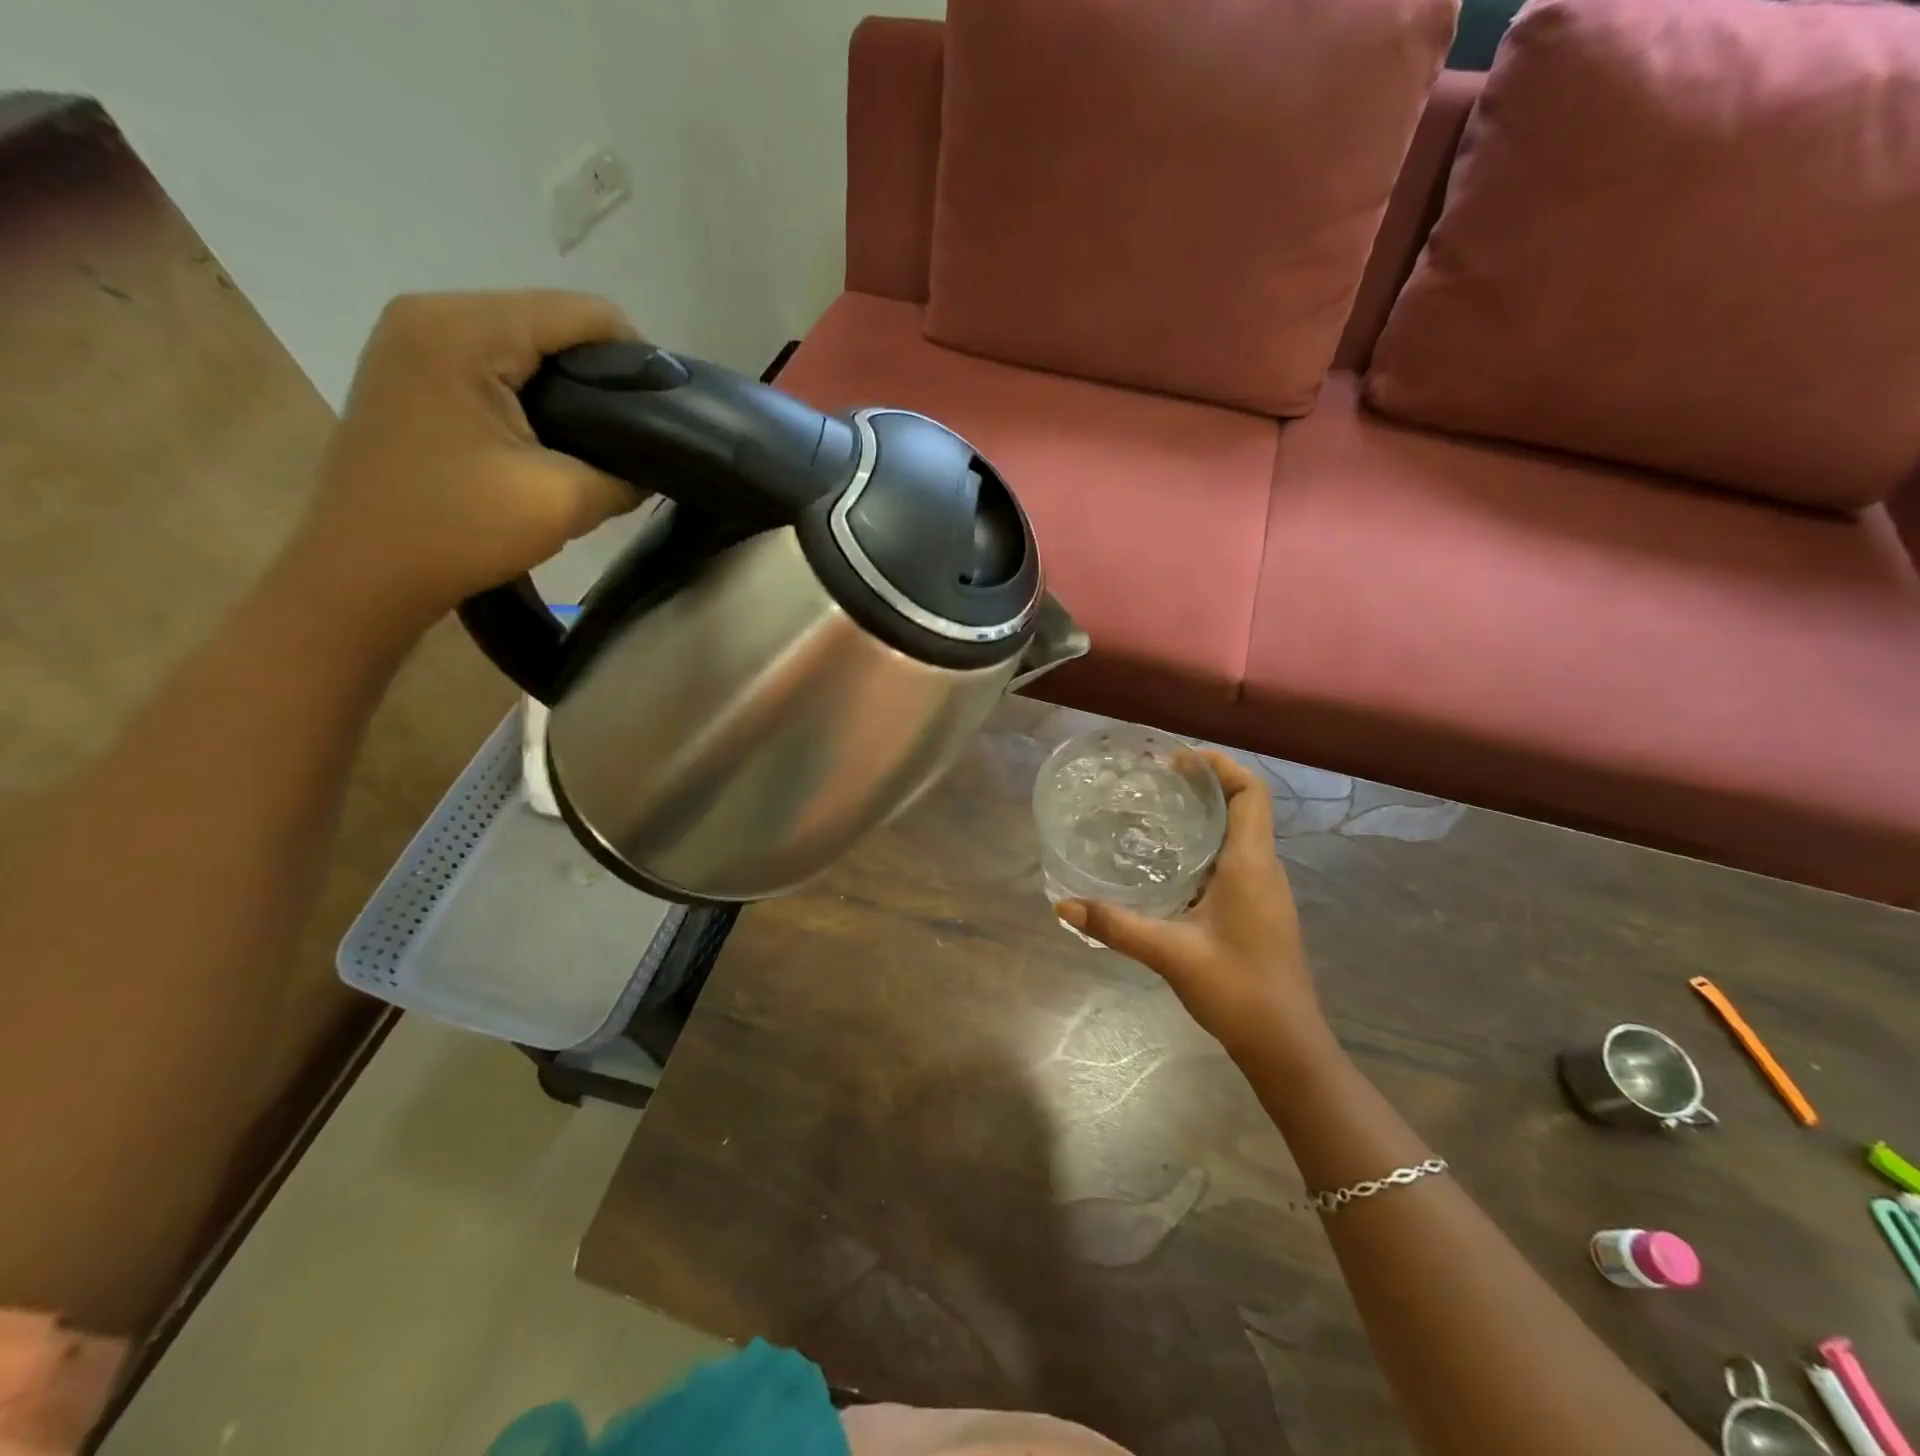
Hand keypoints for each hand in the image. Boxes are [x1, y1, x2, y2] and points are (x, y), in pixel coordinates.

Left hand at [286, 291, 641, 627]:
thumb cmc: (459, 530)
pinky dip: (533, 391)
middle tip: (636, 434)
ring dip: (570, 385)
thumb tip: (653, 466)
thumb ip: (626, 475)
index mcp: (465, 331)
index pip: (582, 314)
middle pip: (550, 320)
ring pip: (523, 341)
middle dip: (603, 373)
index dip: (639, 358)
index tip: (666, 413)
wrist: (362, 572)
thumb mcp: (564, 502)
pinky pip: (492, 361)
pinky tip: (550, 436)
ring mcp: (412, 339)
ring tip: (599, 439)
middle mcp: (431, 313)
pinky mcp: (409, 370)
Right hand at [1055, 751, 1327, 1061]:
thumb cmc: (1237, 990)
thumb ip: (1116, 926)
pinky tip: (1172, 862)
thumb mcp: (1170, 953)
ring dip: (1207, 814)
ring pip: (1241, 833)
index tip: (1178, 760)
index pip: (1250, 793)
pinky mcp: (1260, 910)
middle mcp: (1264, 868)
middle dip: (1205, 784)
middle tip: (1156, 781)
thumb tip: (1063, 906)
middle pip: (1244, 806)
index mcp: (1251, 865)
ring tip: (1159, 811)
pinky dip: (1208, 844)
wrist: (1286, 1046)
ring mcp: (1265, 891)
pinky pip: (1237, 859)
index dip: (1219, 766)